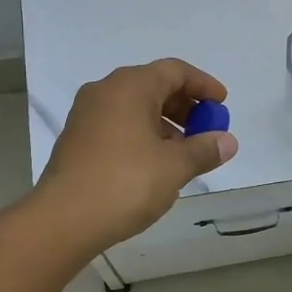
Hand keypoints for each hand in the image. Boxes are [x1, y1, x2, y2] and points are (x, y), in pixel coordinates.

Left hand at [36, 58, 237, 253]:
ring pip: (135, 107)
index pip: (175, 71)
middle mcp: (105, 92)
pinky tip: (155, 164)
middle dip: (185, 106)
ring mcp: (86, 115)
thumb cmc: (125, 183)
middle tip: (206, 130)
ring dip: (165, 123)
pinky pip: (119, 125)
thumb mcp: (175, 166)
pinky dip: (143, 135)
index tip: (222, 105)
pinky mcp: (77, 140)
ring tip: (184, 153)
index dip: (203, 85)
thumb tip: (227, 141)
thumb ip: (204, 150)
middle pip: (153, 86)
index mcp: (130, 87)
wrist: (63, 220)